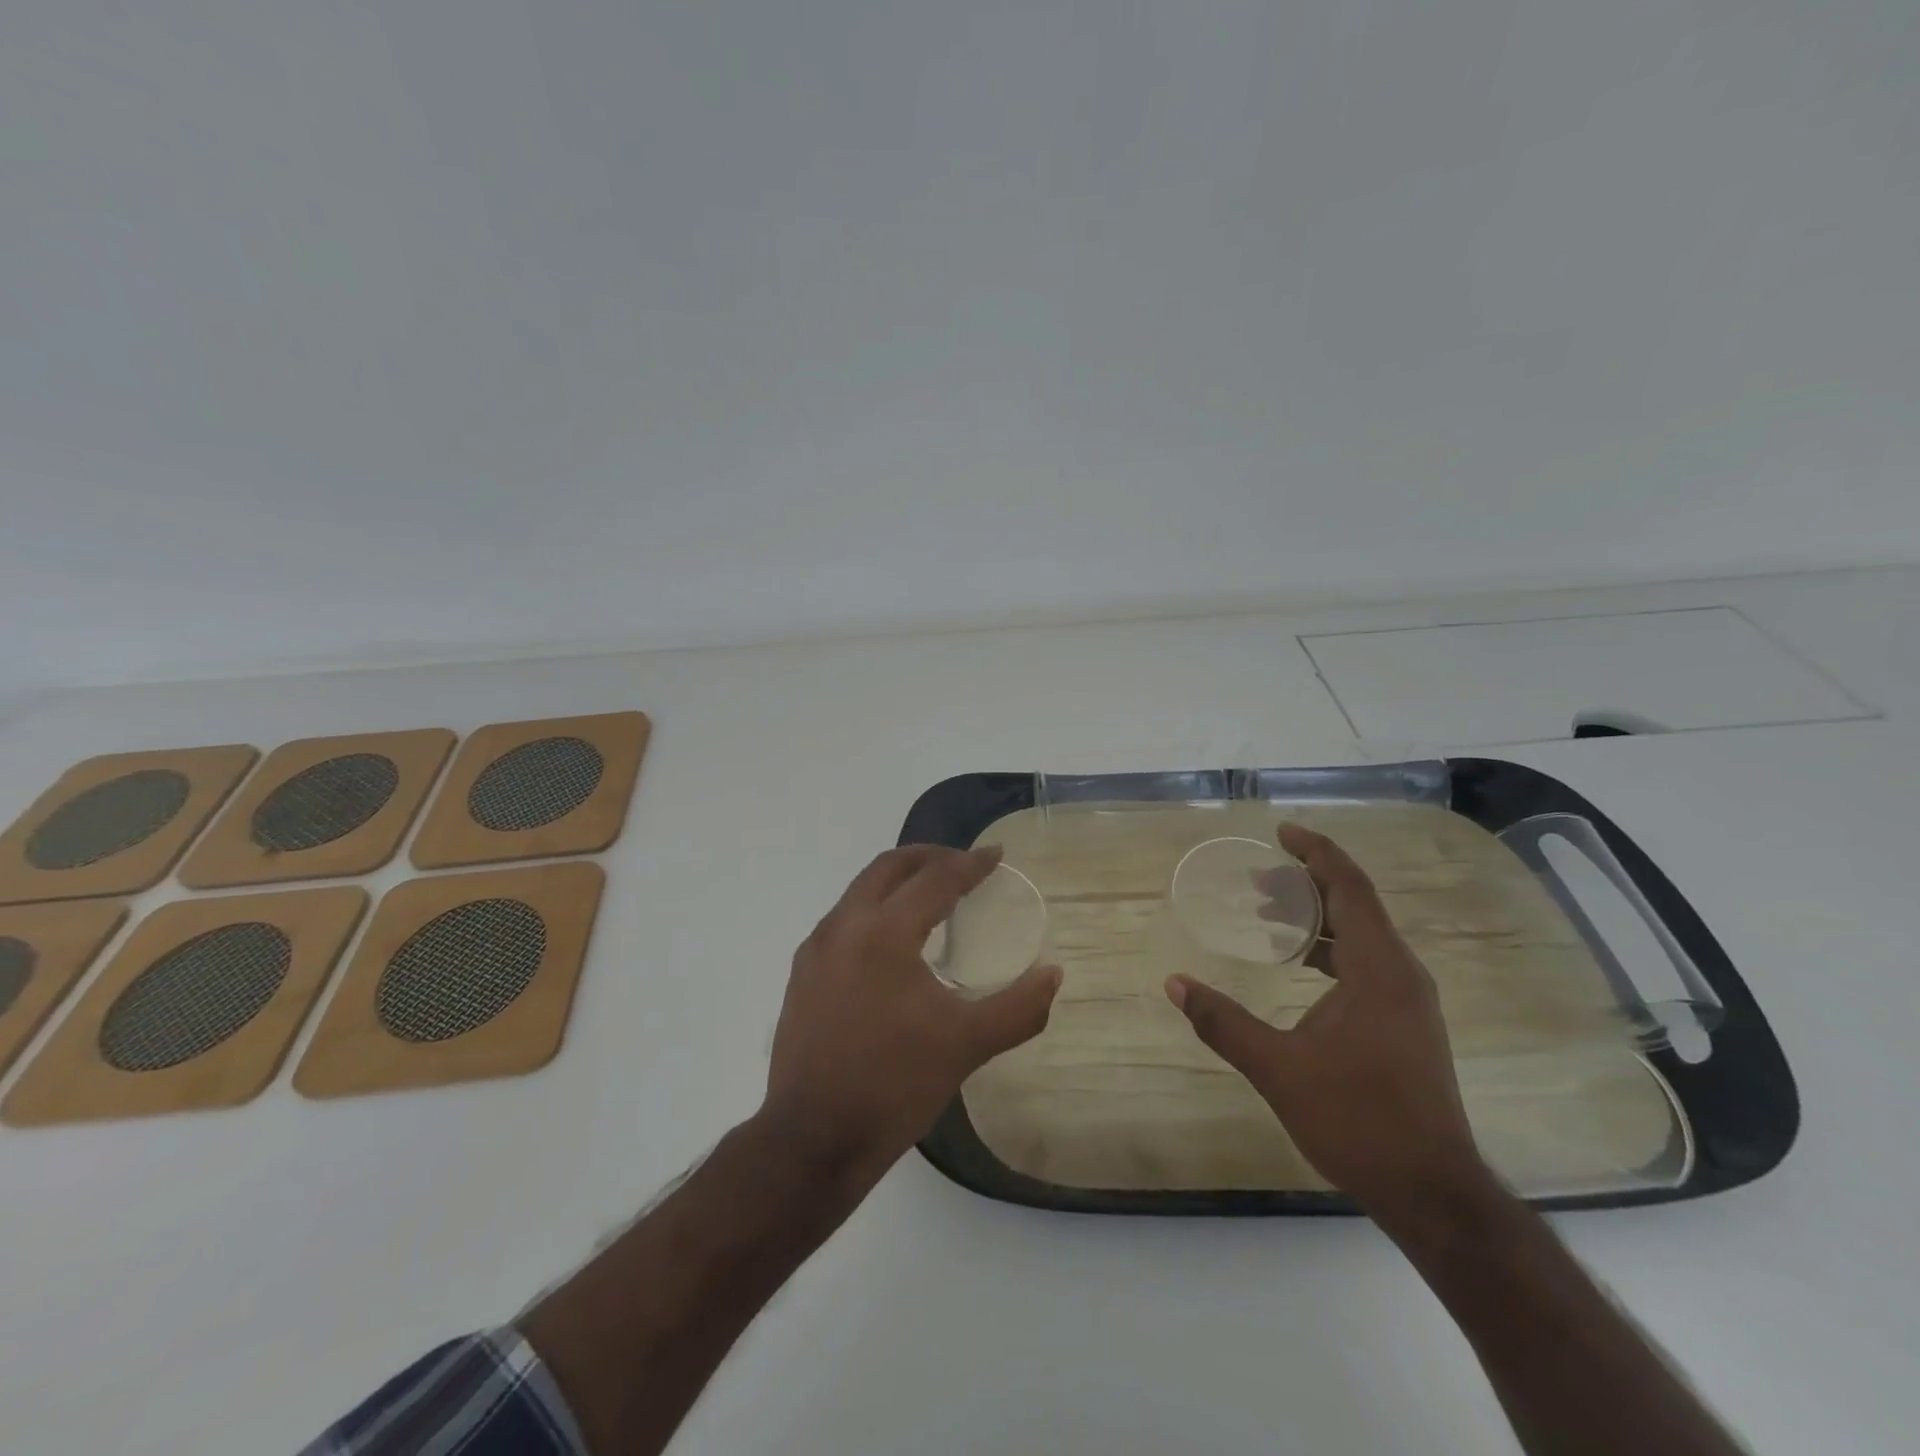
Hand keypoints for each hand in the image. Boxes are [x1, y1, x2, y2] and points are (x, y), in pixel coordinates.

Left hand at [762, 844, 1061, 1182]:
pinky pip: (844, 918)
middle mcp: (845, 925)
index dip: (970, 863)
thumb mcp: (967, 1045)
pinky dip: (874, 907)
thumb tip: (1053, 974)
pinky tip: (892, 939)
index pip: (935, 878)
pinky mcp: (802, 972)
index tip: (996, 855)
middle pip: (889, 866)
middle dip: (929, 856)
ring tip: (931, 895)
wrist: (812, 1139)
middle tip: (963, 864)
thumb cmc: (894, 1086)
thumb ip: (1018, 1007)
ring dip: (898, 880)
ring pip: (861, 889)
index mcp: (885, 933)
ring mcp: (816, 948)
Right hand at [1165, 824, 1489, 1216]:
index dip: (1316, 852)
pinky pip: (1368, 960)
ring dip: (1318, 916)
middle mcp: (1402, 973)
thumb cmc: (1357, 1120)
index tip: (1280, 832)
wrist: (1433, 1193)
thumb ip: (1223, 1022)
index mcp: (1378, 969)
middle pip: (1357, 903)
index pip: (1349, 887)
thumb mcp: (1278, 1069)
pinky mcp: (1407, 1023)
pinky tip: (1300, 966)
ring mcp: (1410, 1000)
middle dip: (1307, 882)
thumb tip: (1174, 984)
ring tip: (1268, 916)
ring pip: (1363, 933)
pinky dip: (1331, 947)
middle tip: (1257, 880)